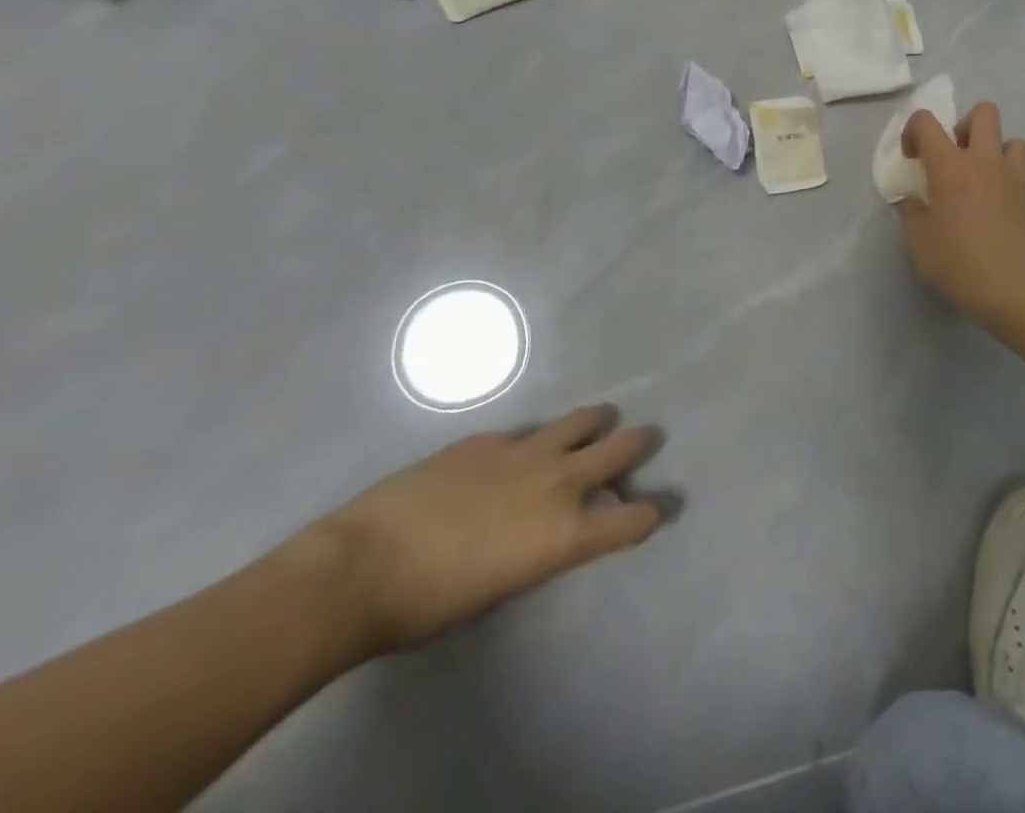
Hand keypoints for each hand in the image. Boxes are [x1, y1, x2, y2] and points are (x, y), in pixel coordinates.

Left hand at [303, 405, 664, 656]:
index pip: (634, 519)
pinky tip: (512, 456)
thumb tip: (552, 530)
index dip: (654, 513)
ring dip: (596, 424)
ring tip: (597, 424)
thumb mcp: (504, 589)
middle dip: (640, 443)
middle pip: (623, 447)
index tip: (663, 507)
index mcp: (566, 533)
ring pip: (582, 420)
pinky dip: (532, 442)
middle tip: (644, 441)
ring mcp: (524, 451)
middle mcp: (559, 482)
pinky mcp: (488, 438)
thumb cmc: (430, 605)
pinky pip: (525, 432)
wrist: (361, 567)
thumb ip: (542, 550)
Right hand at [897, 101, 1024, 327]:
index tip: (912, 158)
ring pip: (1011, 138)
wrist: (1020, 289)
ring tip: (982, 177)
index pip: (926, 122)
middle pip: (983, 112)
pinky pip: (1022, 170)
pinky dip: (1008, 177)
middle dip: (965, 124)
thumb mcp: (919, 244)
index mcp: (949, 166)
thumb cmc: (960, 264)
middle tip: (955, 154)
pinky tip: (998, 206)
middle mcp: (984, 160)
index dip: (913, 130)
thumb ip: (910, 214)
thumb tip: (908, 200)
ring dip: (994, 149)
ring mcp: (1014, 177)